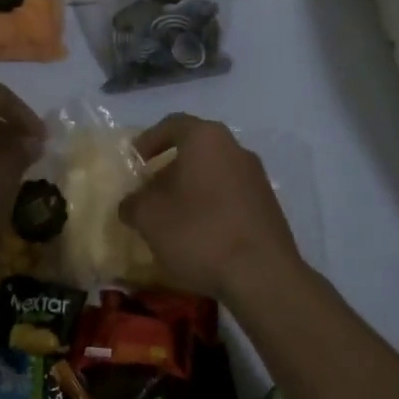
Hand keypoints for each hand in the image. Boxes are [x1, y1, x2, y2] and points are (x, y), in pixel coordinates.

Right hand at [120, 114, 302, 303]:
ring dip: (191, 187)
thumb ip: (133, 203)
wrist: (263, 275)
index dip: (149, 139)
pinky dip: (212, 204)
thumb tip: (131, 203)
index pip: (173, 124)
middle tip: (150, 190)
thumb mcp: (150, 218)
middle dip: (170, 167)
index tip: (134, 160)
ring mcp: (256, 176)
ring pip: (215, 171)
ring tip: (172, 216)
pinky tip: (200, 233)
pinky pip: (231, 193)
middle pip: (196, 148)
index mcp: (206, 138)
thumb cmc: (200, 232)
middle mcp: (235, 148)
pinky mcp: (268, 204)